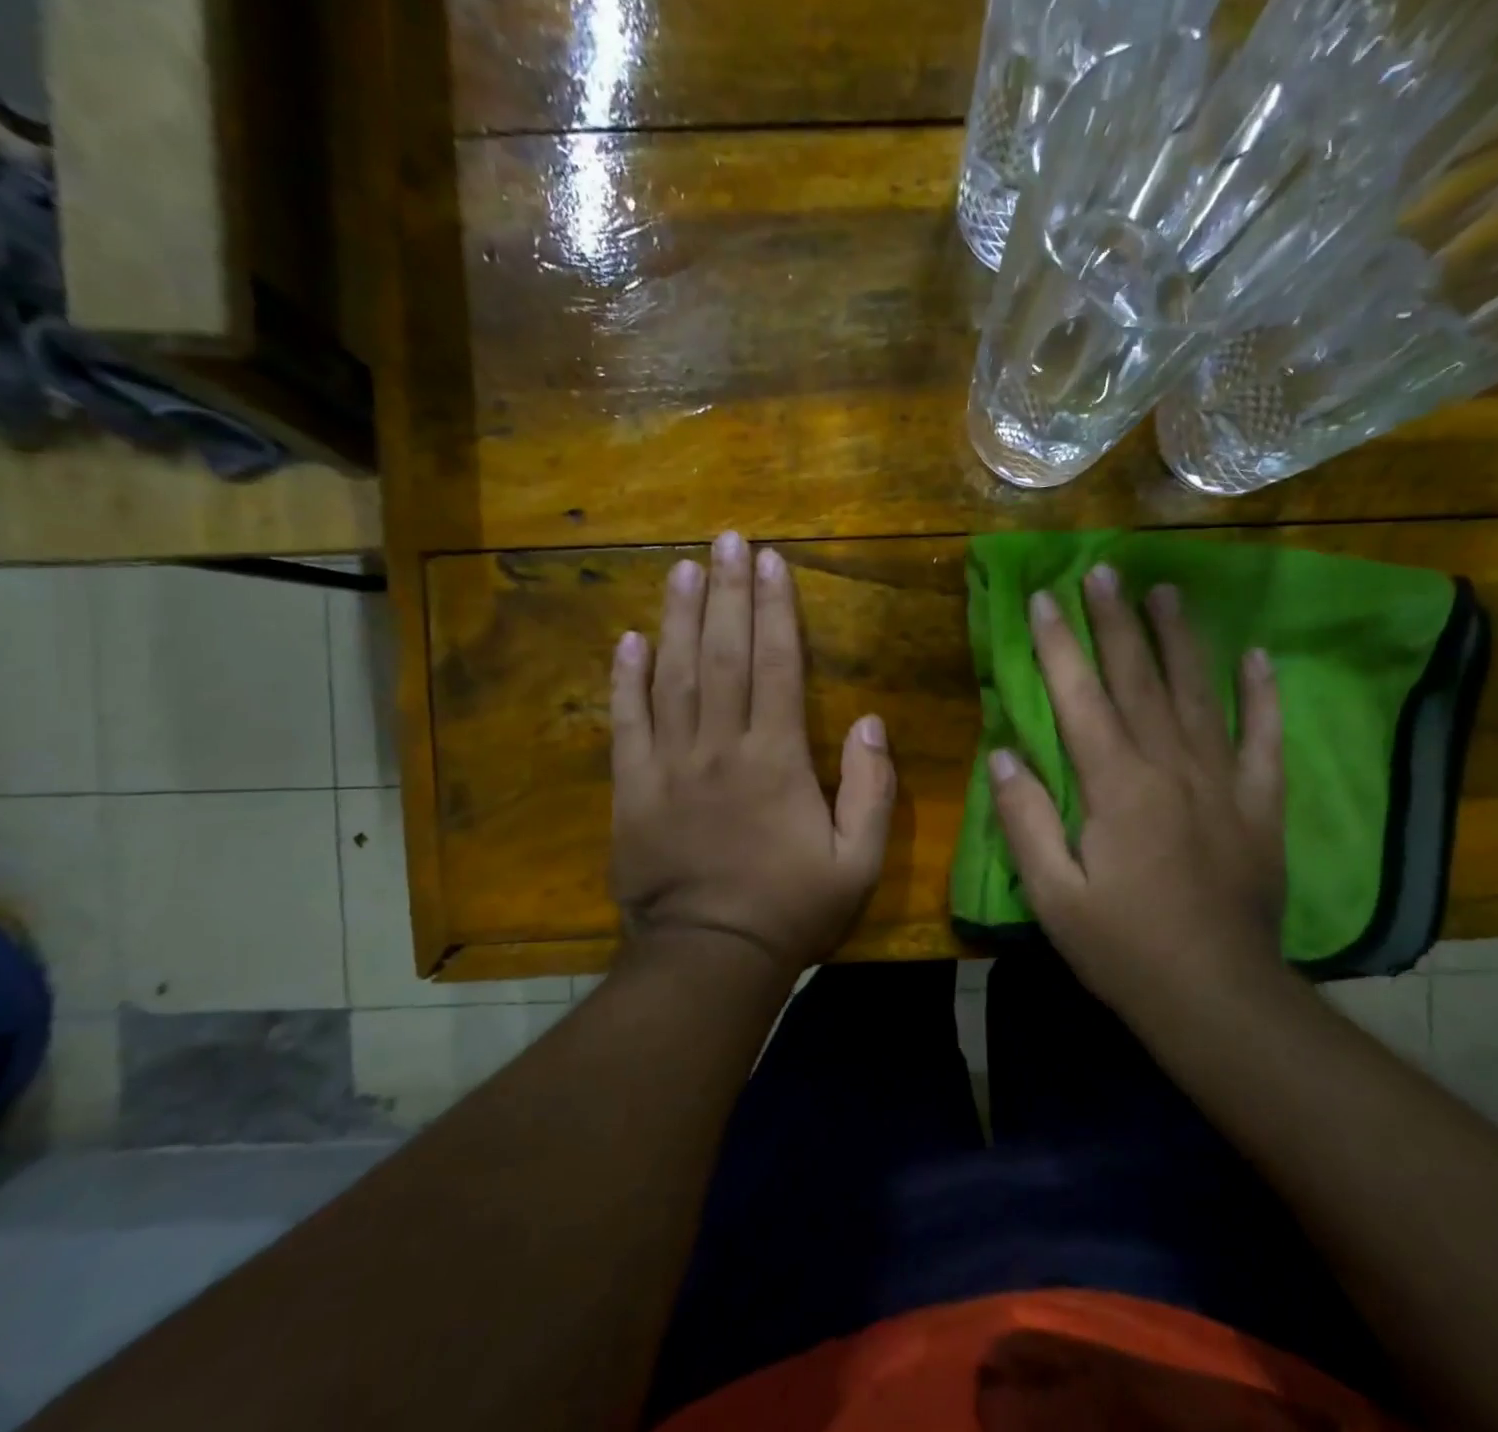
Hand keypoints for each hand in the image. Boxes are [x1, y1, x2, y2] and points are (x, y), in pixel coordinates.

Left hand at [610, 531, 894, 979]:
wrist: (710, 957)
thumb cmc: (792, 908)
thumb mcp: (858, 859)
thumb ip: (871, 787)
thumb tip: (870, 720)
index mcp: (775, 759)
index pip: (775, 665)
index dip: (774, 609)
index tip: (772, 562)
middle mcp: (719, 748)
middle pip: (722, 655)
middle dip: (727, 592)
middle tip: (725, 540)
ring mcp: (669, 765)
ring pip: (673, 676)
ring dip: (678, 618)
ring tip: (682, 569)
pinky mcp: (632, 790)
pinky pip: (627, 724)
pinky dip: (626, 679)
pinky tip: (629, 640)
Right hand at [987, 564, 1287, 1015]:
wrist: (1218, 997)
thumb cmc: (1123, 948)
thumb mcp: (1052, 894)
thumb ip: (1024, 819)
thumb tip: (1003, 753)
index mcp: (1115, 786)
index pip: (1080, 697)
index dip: (1058, 645)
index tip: (1043, 598)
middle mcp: (1169, 767)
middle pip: (1139, 679)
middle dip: (1116, 622)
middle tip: (1104, 571)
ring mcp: (1221, 781)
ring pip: (1198, 693)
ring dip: (1180, 639)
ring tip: (1167, 591)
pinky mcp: (1259, 804)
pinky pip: (1263, 738)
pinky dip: (1263, 695)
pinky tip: (1259, 657)